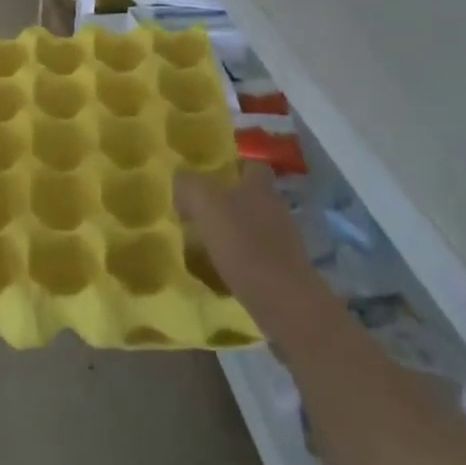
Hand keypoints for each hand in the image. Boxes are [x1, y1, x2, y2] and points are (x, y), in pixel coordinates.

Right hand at [175, 163, 329, 343]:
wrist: (283, 300)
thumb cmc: (243, 244)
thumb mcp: (205, 204)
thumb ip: (189, 185)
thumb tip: (180, 178)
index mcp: (260, 185)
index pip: (251, 163)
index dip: (233, 166)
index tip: (210, 175)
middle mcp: (276, 206)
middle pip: (253, 195)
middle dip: (230, 200)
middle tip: (200, 210)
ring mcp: (285, 239)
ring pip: (255, 225)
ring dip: (235, 230)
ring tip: (206, 241)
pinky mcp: (285, 268)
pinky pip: (258, 253)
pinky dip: (242, 257)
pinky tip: (222, 267)